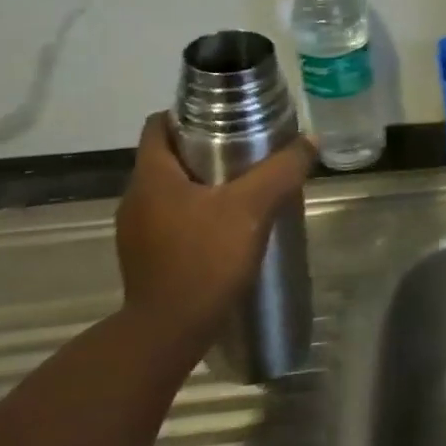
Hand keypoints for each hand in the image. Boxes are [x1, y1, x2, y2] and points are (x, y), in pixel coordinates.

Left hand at [114, 113, 315, 355]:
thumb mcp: (253, 207)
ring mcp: (137, 231)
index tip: (228, 116)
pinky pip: (172, 218)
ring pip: (172, 189)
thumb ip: (282, 170)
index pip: (160, 125)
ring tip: (244, 188)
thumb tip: (310, 140)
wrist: (168, 331)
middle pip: (169, 156)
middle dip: (206, 148)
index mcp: (152, 176)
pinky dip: (197, 213)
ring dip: (203, 183)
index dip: (191, 113)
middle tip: (248, 150)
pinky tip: (227, 227)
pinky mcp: (146, 256)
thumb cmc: (205, 258)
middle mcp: (136, 198)